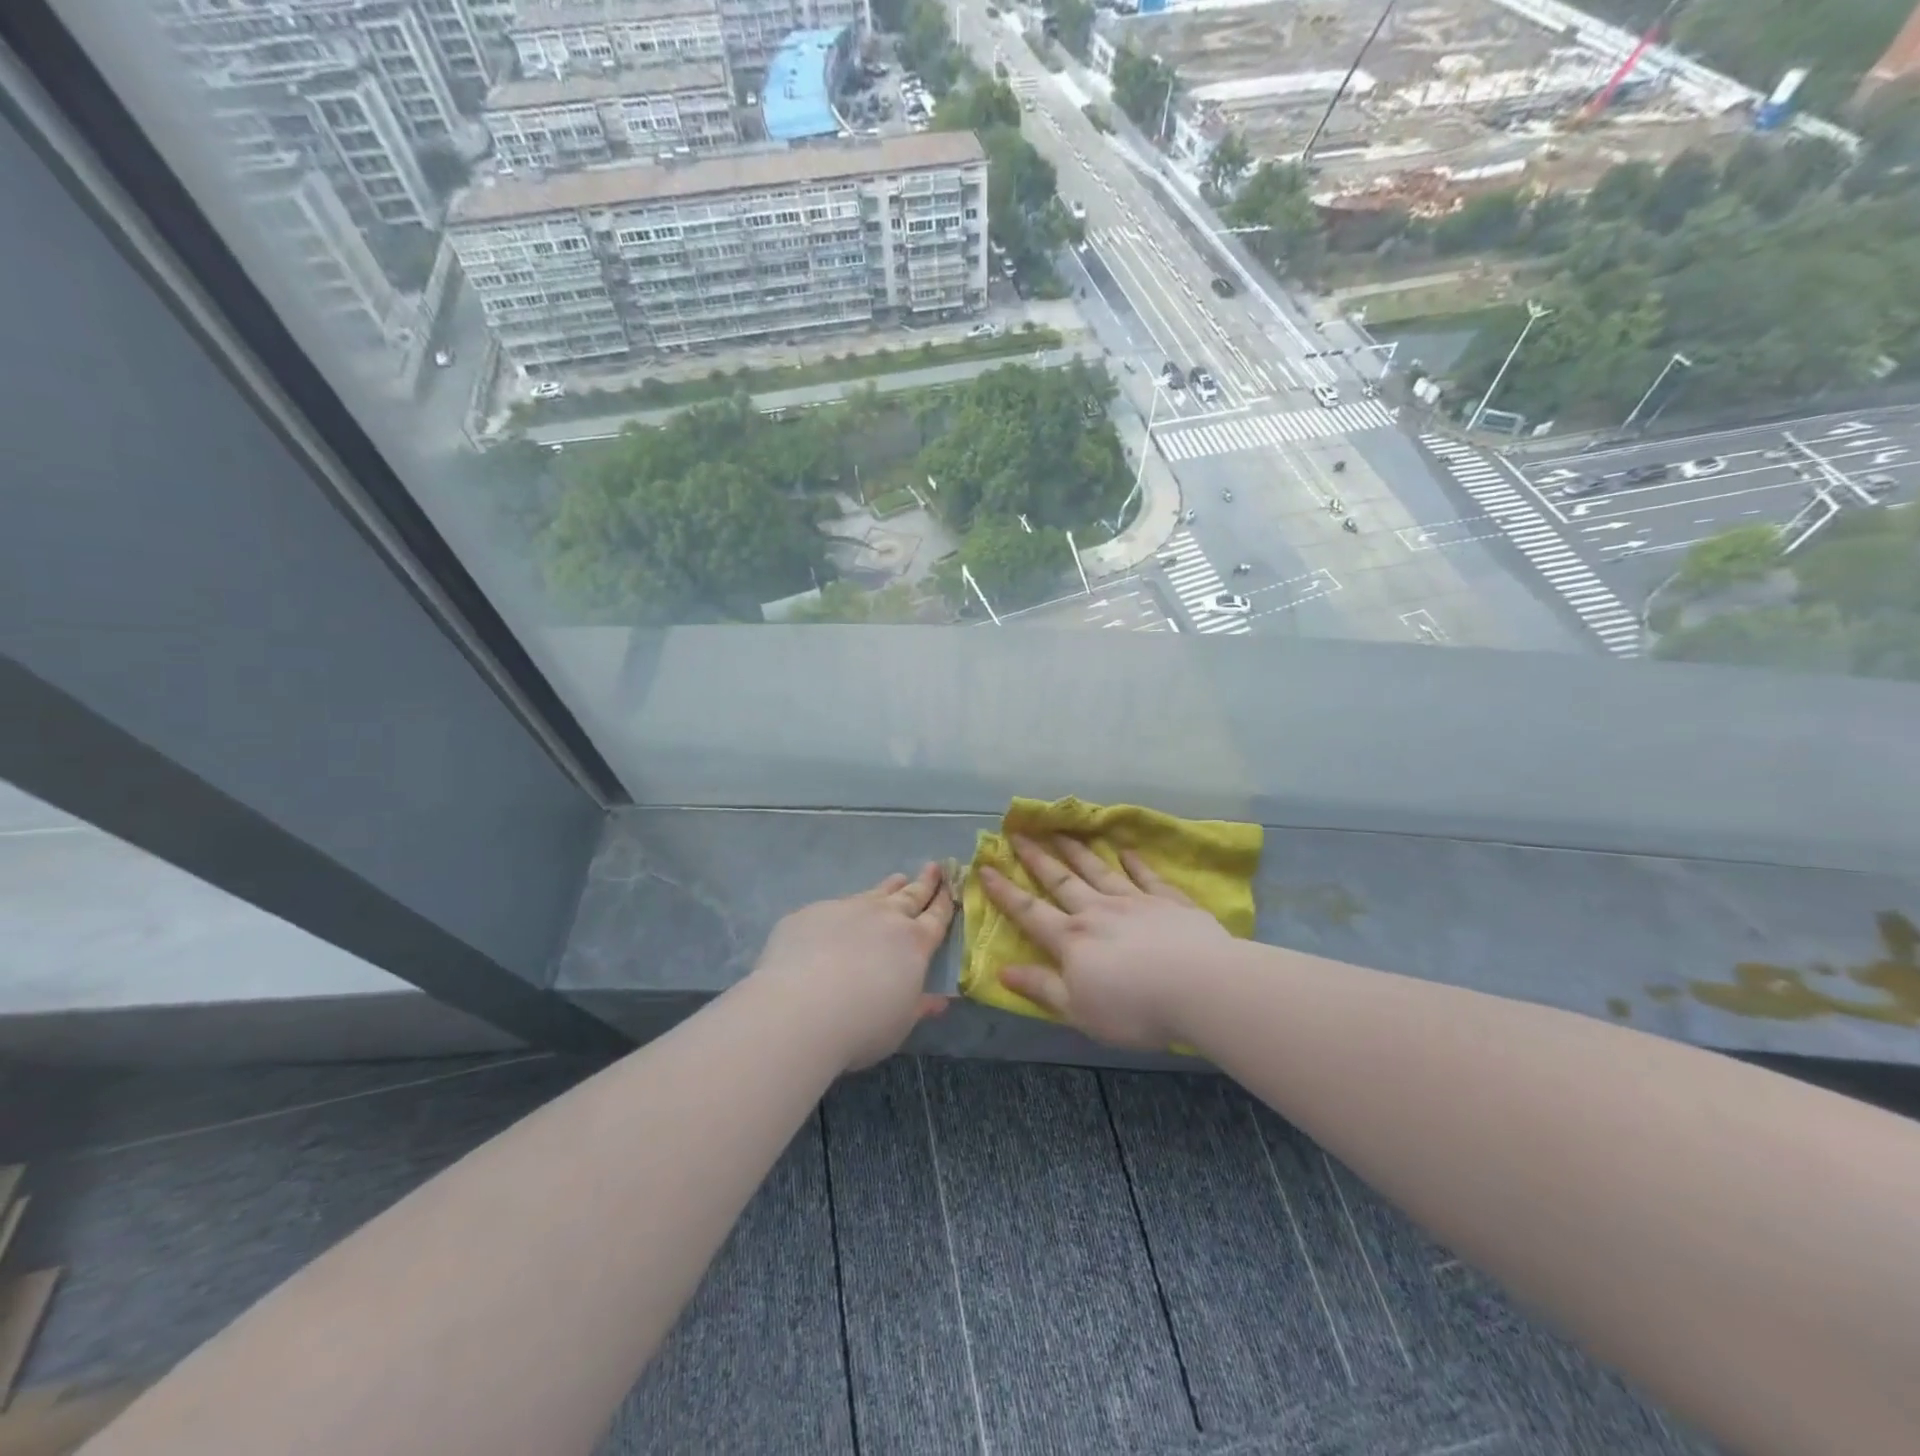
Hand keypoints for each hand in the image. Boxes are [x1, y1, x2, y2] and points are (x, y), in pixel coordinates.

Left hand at [752, 863, 954, 1071]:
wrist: (799, 1009)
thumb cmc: (862, 1025)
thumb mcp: (900, 1023)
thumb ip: (919, 1006)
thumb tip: (939, 1001)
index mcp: (914, 943)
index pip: (936, 917)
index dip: (944, 902)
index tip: (949, 885)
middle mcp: (884, 918)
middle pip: (910, 896)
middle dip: (924, 882)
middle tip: (934, 867)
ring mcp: (846, 909)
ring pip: (875, 893)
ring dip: (890, 887)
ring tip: (898, 879)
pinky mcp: (812, 913)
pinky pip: (835, 906)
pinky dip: (846, 909)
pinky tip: (839, 916)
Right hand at [978, 834, 1230, 1049]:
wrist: (1200, 987)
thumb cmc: (1133, 1008)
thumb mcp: (1078, 1010)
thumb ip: (1041, 987)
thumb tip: (1002, 970)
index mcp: (1072, 940)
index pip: (1030, 912)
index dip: (1005, 892)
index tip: (985, 867)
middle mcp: (1098, 912)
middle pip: (1061, 881)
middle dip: (1037, 858)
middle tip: (1019, 834)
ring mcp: (1135, 902)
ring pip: (1098, 870)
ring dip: (1077, 851)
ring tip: (1060, 831)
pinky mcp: (1169, 901)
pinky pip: (1146, 876)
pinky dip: (1135, 862)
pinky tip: (1127, 850)